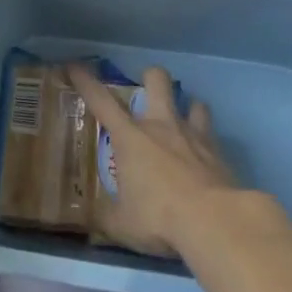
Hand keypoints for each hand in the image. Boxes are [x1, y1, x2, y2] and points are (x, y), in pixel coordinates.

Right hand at [68, 63, 236, 257]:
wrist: (213, 221)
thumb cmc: (158, 218)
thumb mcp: (123, 225)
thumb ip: (108, 218)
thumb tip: (98, 220)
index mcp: (130, 138)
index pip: (101, 101)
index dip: (85, 81)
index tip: (74, 66)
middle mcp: (160, 125)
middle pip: (156, 80)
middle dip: (150, 77)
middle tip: (146, 92)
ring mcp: (192, 134)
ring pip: (193, 101)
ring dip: (186, 108)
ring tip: (182, 124)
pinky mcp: (218, 151)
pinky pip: (211, 134)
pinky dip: (206, 141)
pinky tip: (204, 157)